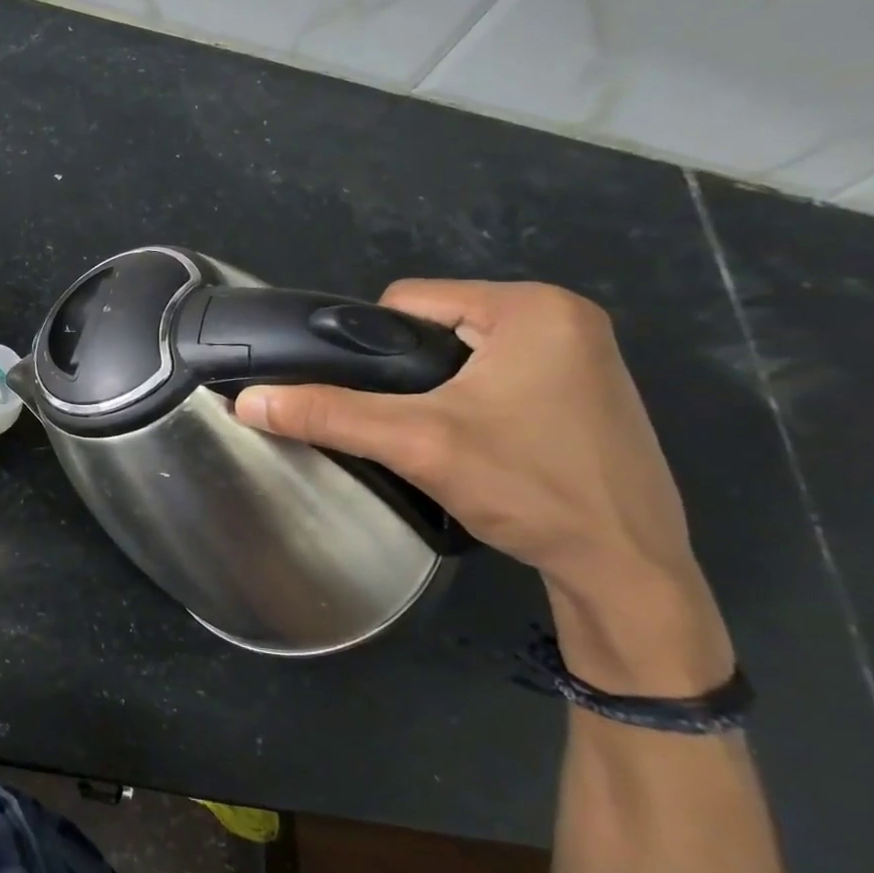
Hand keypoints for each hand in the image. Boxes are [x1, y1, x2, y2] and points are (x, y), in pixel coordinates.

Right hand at [232, 281, 732, 690]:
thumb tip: (246, 401)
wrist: (627, 572)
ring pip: (461, 352)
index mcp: (532, 306)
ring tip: (433, 437)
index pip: (407, 300)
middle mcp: (564, 316)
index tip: (374, 400)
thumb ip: (327, 414)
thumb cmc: (530, 488)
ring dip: (433, 388)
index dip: (370, 346)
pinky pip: (496, 374)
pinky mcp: (585, 391)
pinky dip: (468, 400)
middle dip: (404, 372)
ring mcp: (581, 354)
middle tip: (404, 425)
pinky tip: (471, 443)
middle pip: (434, 325)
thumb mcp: (416, 443)